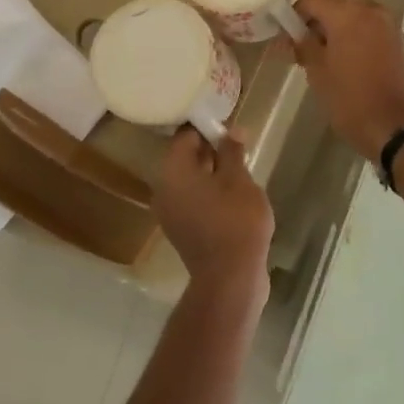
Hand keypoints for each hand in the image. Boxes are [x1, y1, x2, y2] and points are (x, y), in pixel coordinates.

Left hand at [152, 129, 274, 297]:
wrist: (230, 278)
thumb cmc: (236, 221)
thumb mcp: (240, 181)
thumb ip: (232, 152)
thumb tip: (232, 130)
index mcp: (173, 172)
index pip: (185, 137)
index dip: (206, 127)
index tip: (228, 125)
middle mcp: (164, 189)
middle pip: (185, 159)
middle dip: (209, 149)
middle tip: (237, 144)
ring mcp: (170, 213)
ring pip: (189, 181)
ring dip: (210, 171)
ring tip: (239, 167)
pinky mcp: (181, 230)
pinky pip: (192, 200)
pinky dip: (208, 192)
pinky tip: (232, 193)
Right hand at [290, 0, 403, 162]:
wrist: (395, 128)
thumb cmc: (350, 99)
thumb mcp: (317, 72)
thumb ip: (302, 45)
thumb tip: (292, 33)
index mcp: (348, 13)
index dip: (294, 15)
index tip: (285, 38)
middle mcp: (370, 10)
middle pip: (333, 6)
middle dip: (315, 24)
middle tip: (301, 52)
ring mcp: (387, 25)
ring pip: (351, 18)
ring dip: (334, 32)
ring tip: (321, 60)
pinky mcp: (396, 41)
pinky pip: (366, 29)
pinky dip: (351, 38)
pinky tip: (343, 63)